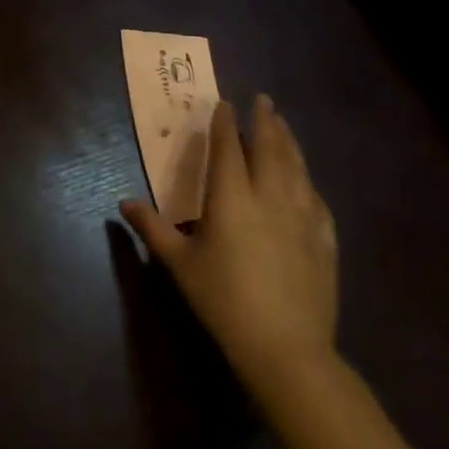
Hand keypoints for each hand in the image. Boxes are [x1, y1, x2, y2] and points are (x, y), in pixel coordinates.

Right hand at [121, 96, 337, 400]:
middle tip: (263, 99)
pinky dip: (308, 181)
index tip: (224, 102)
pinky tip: (306, 180)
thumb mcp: (179, 263)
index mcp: (231, 199)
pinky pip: (317, 200)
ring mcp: (302, 219)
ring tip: (284, 125)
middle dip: (265, 122)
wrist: (286, 349)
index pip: (228, 149)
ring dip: (289, 142)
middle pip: (270, 150)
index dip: (225, 124)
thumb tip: (124, 203)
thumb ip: (152, 228)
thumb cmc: (223, 300)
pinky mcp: (324, 242)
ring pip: (297, 169)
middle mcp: (270, 198)